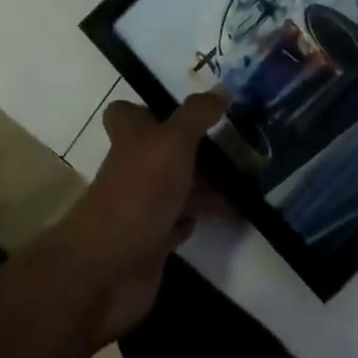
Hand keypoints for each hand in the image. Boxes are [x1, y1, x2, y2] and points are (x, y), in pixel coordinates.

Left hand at [57, 92, 228, 342]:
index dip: (152, 108)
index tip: (188, 110)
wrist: (111, 268)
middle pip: (163, 148)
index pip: (128, 112)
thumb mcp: (174, 141)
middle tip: (237, 143)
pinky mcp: (152, 240)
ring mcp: (142, 204)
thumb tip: (221, 89)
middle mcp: (133, 165)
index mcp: (130, 134)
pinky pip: (180, 220)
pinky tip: (225, 211)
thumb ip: (197, 115)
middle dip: (195, 147)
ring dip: (205, 183)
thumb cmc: (141, 190)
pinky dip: (199, 215)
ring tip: (246, 179)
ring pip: (176, 184)